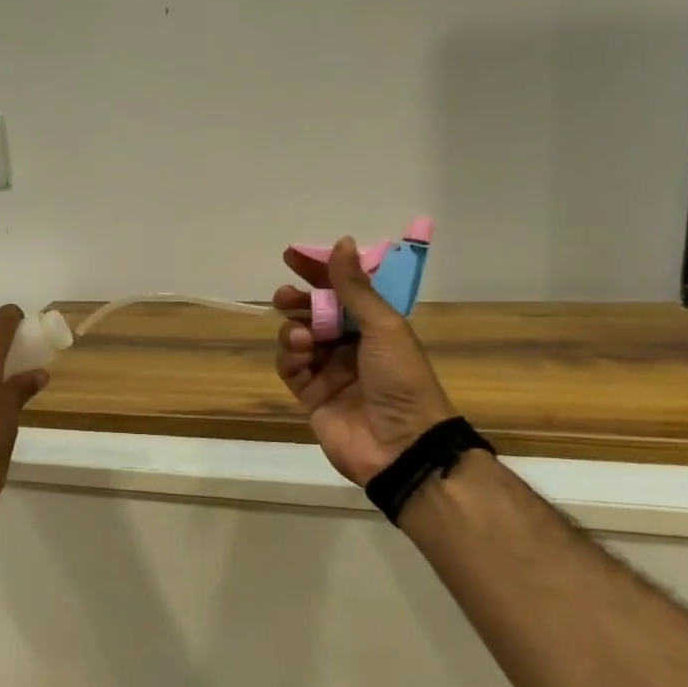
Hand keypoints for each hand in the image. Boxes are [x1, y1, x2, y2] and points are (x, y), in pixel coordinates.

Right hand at [273, 238, 457, 485]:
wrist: (401, 444)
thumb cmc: (400, 378)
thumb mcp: (383, 326)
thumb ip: (354, 288)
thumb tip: (341, 242)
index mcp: (374, 326)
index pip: (341, 290)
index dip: (318, 271)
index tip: (292, 256)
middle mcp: (350, 344)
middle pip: (314, 313)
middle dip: (297, 302)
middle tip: (286, 298)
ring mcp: (329, 370)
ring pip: (297, 338)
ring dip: (295, 330)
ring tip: (303, 338)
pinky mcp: (310, 395)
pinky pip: (290, 367)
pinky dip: (290, 358)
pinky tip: (299, 357)